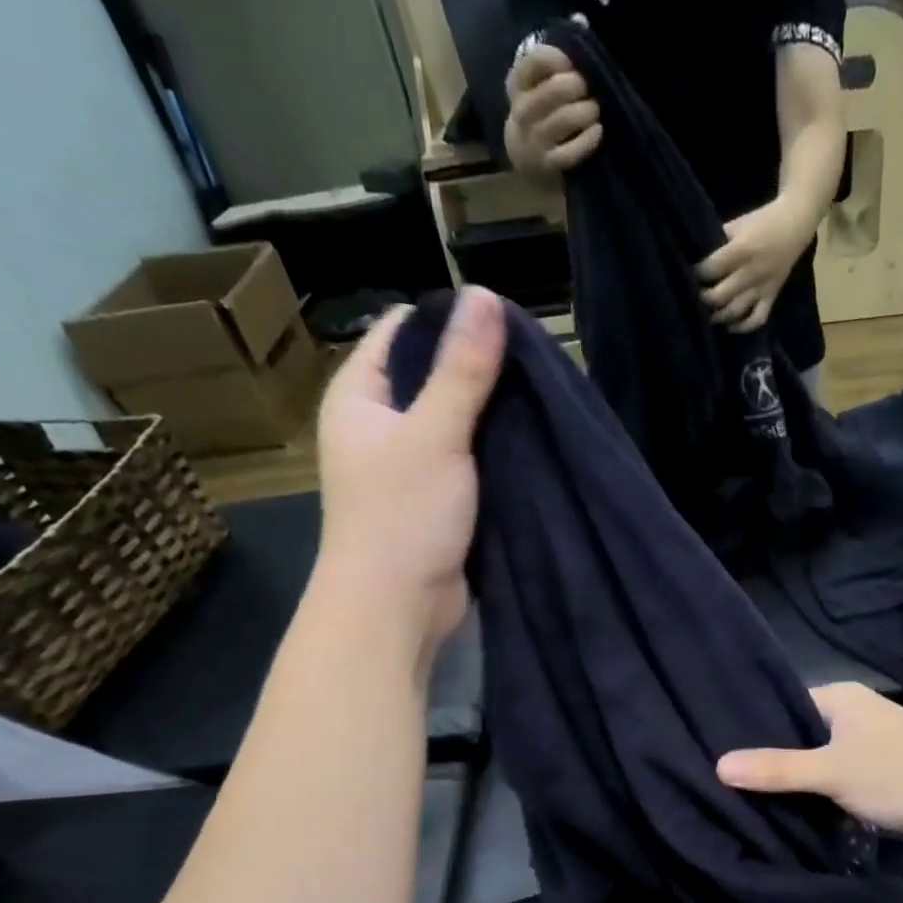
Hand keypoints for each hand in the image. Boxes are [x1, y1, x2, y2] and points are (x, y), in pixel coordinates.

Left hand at [313, 287, 506, 651]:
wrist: (396, 607)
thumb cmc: (403, 515)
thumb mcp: (436, 434)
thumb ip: (463, 370)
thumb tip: (485, 296)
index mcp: (359, 396)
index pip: (403, 332)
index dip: (450, 320)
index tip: (506, 323)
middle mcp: (378, 426)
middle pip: (432, 377)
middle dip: (479, 370)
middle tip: (536, 365)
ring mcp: (406, 467)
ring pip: (454, 424)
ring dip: (491, 416)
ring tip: (542, 400)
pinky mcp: (434, 502)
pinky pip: (467, 463)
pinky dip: (493, 454)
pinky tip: (530, 445)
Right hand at [504, 45, 601, 176]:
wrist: (526, 159)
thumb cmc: (539, 113)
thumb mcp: (537, 83)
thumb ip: (554, 58)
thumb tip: (581, 21)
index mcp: (516, 84)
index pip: (535, 61)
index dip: (557, 59)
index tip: (571, 64)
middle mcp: (521, 112)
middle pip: (551, 92)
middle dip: (574, 87)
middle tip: (586, 88)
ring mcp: (534, 142)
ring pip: (562, 120)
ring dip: (584, 112)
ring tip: (594, 109)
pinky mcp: (548, 165)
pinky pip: (571, 152)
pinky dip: (588, 140)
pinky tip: (597, 131)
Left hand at [697, 195, 821, 332]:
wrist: (795, 224)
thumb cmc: (762, 221)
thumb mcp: (737, 224)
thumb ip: (719, 241)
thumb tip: (699, 258)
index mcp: (742, 250)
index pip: (711, 269)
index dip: (697, 274)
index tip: (690, 275)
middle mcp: (751, 272)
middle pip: (721, 295)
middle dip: (704, 299)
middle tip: (697, 297)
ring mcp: (762, 287)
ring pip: (736, 310)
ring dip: (719, 316)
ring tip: (709, 315)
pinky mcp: (772, 296)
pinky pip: (757, 319)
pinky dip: (743, 327)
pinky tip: (730, 327)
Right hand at [716, 683, 902, 845]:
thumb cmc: (897, 773)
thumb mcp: (830, 771)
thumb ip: (776, 769)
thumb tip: (718, 765)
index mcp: (842, 696)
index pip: (785, 705)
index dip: (758, 729)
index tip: (726, 753)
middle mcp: (857, 712)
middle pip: (803, 734)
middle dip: (778, 758)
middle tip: (737, 782)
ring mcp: (874, 743)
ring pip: (823, 759)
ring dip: (803, 779)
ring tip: (759, 798)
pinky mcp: (886, 772)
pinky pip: (843, 778)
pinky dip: (826, 792)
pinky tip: (802, 810)